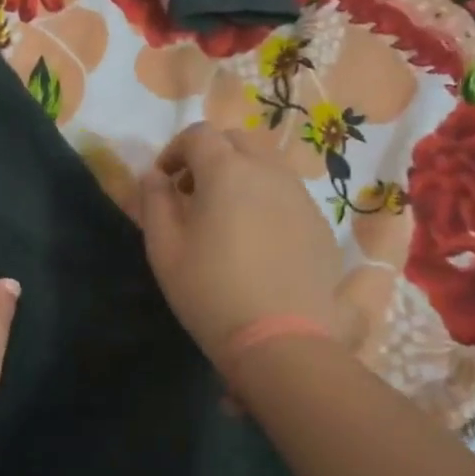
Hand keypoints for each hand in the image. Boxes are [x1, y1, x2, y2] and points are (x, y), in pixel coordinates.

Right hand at [138, 123, 347, 370]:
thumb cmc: (210, 292)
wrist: (282, 341)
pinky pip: (288, 194)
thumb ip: (154, 202)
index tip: (165, 181)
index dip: (176, 150)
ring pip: (267, 165)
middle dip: (211, 157)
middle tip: (193, 194)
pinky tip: (258, 241)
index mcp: (227, 171)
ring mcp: (300, 196)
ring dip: (241, 176)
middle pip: (237, 141)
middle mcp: (268, 172)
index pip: (199, 134)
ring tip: (227, 216)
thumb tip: (154, 176)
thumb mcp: (164, 249)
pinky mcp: (320, 223)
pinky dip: (266, 200)